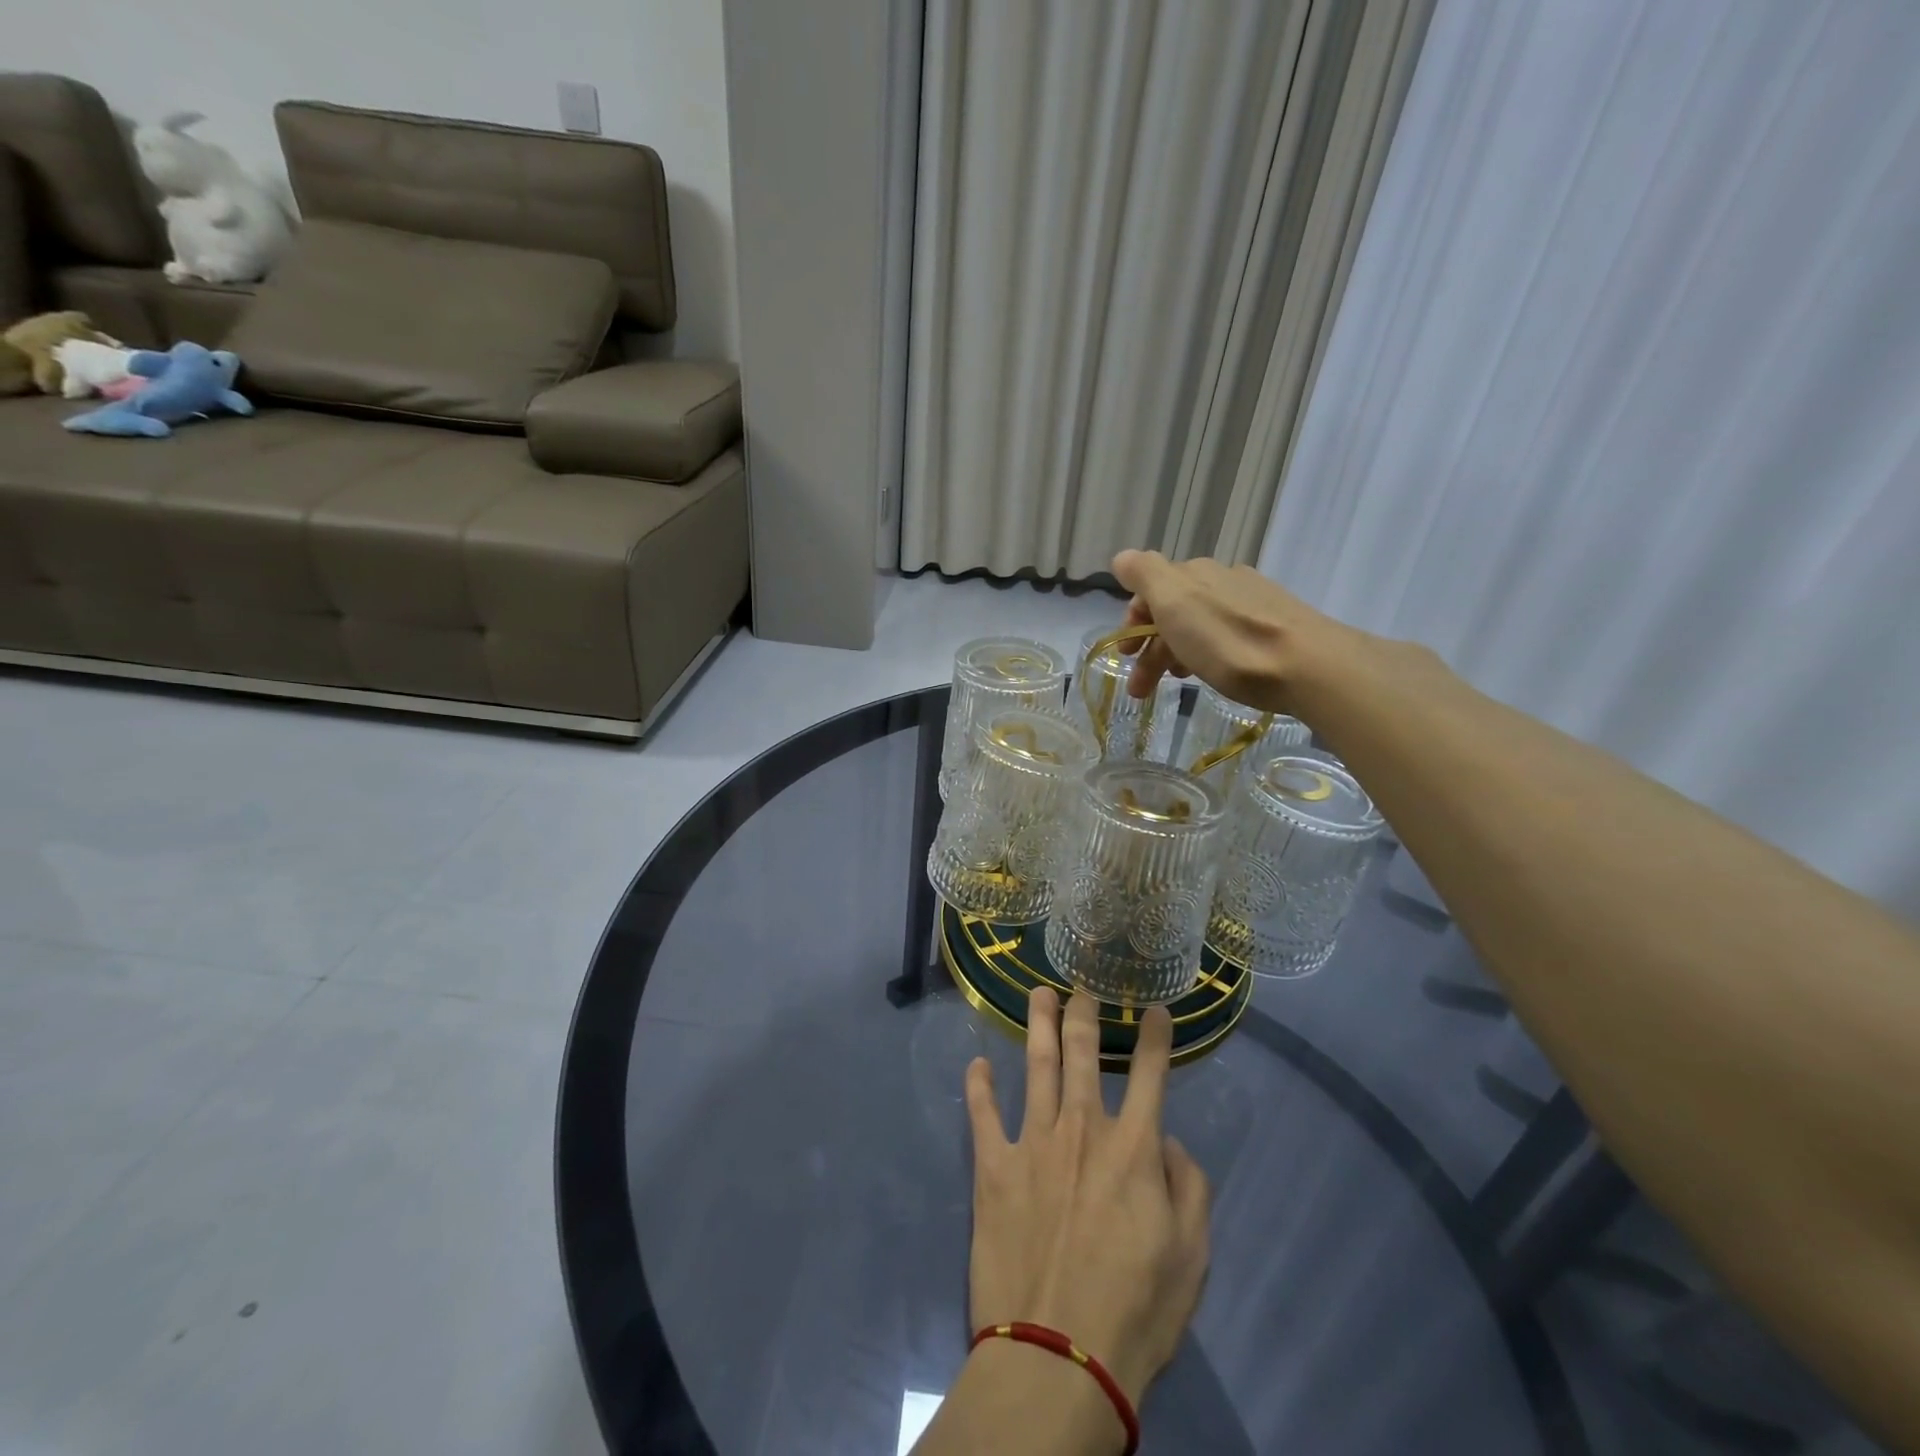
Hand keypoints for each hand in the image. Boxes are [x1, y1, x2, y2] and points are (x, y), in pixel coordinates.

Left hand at [964, 988, 1210, 1405]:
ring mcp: (1033, 1142)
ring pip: (1036, 1066)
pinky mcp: (993, 1167)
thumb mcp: (1191, 1258)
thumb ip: (1189, 1189)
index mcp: (1133, 1149)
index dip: (1154, 1038)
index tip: (1154, 1009)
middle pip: (1082, 1054)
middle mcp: (1082, 1129)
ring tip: (1038, 994)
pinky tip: (977, 1064)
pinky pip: (983, 1114)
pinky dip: (979, 1086)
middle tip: (1080, 987)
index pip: (1150, 1075)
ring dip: (1037, 1025)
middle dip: (1082, 1014)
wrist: (1058, 1355)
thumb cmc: (1135, 1311)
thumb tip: (1170, 1144)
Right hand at [1110, 549, 1350, 712]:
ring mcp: (1253, 600)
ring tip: (1178, 683)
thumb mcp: (1174, 602)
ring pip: (1200, 623)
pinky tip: (1214, 671)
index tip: (1126, 656)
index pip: (1149, 589)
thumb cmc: (1229, 640)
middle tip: (1142, 688)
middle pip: (1173, 609)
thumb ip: (1143, 574)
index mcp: (1193, 573)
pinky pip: (1227, 634)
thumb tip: (1121, 558)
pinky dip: (1207, 652)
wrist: (1309, 666)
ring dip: (1177, 652)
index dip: (1131, 621)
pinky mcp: (1276, 625)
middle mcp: (1222, 579)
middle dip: (1151, 646)